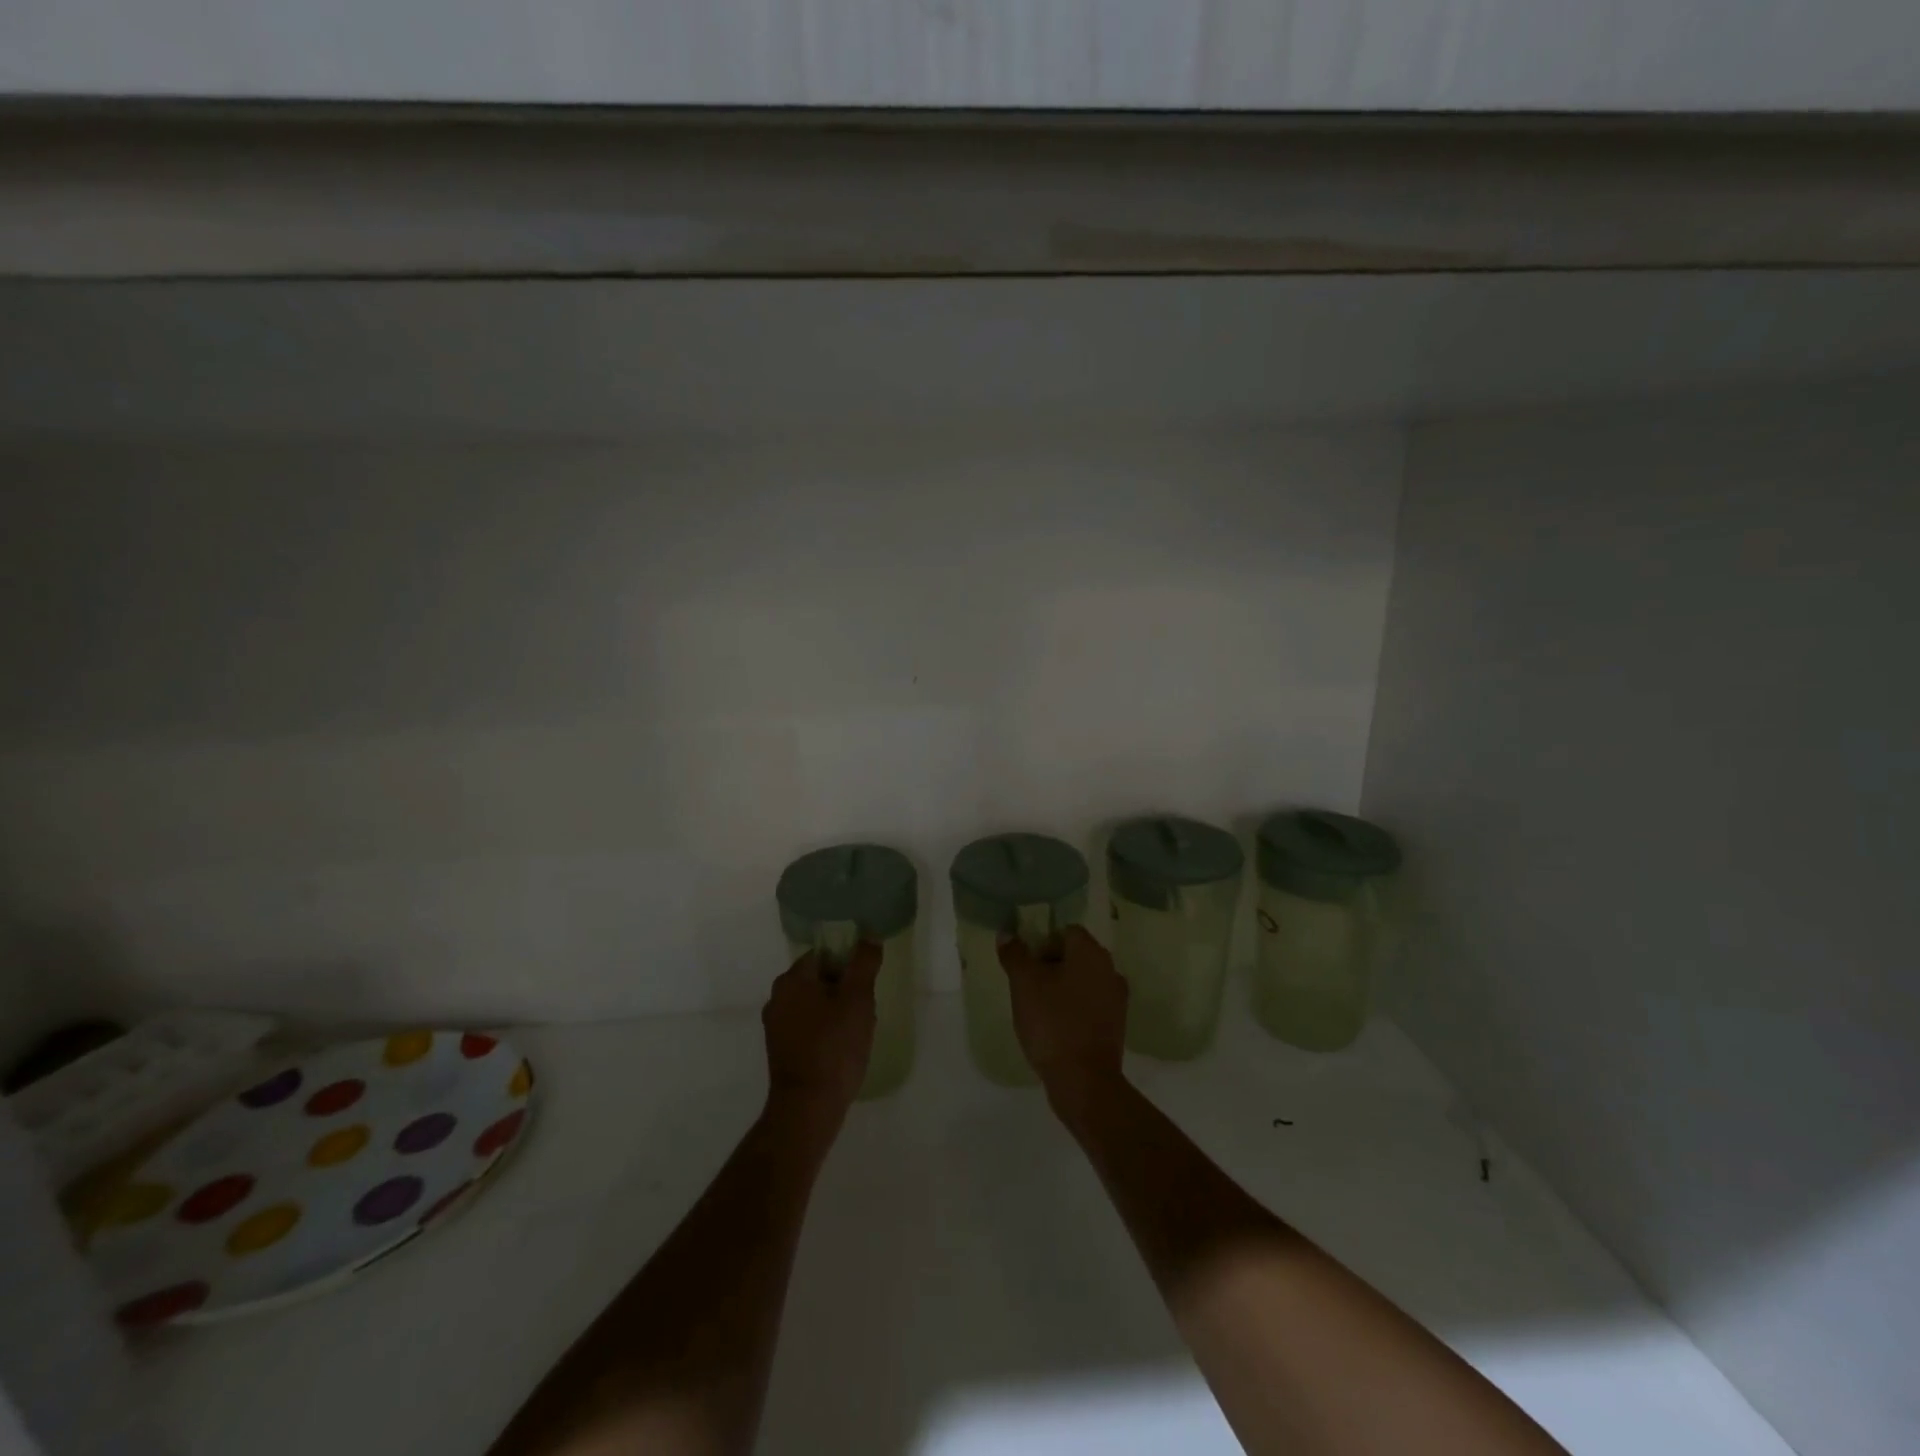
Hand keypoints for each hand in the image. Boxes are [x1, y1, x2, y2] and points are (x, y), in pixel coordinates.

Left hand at [761, 941, 880, 1132]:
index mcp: (792, 979)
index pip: (824, 954)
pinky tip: (841, 1049)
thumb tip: (869, 935)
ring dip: (835, 1011)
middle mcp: (777, 997)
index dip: (849, 965)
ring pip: (814, 1004)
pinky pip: (807, 1027)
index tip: (866, 985)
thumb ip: (864, 963)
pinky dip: (824, 1031)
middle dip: (844, 990)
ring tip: (856, 1032)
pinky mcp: (780, 1049)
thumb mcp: (858, 999)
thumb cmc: (834, 1047)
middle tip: (865, 1009)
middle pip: (819, 979)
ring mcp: (775, 1025)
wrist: (808, 1107)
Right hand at [998, 925, 1128, 1118]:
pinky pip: (1090, 1004)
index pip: (1065, 930)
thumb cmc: (1053, 1023)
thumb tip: (1007, 934)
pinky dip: (1073, 1008)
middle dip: (1050, 964)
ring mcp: (1116, 998)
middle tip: (1026, 983)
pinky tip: (1055, 1025)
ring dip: (1062, 987)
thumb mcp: (1024, 984)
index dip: (1042, 941)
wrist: (1084, 1080)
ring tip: (1037, 1006)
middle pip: (1075, 954)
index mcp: (1090, 952)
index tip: (1024, 961)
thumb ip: (1015, 955)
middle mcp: (1109, 969)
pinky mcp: (1115, 1025)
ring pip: (1083, 980)